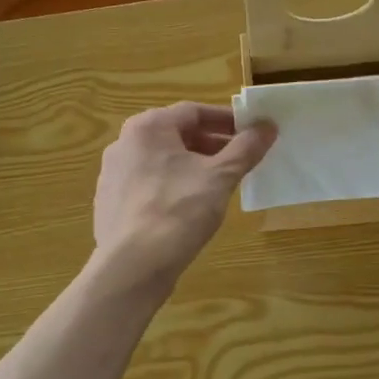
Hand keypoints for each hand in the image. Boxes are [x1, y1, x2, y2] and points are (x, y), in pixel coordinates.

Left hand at [92, 103, 275, 289]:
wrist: (132, 266)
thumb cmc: (178, 211)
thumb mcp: (220, 177)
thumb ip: (246, 148)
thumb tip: (267, 126)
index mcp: (148, 127)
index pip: (194, 112)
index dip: (227, 121)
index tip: (253, 133)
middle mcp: (124, 143)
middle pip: (177, 135)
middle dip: (212, 145)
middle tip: (242, 160)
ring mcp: (113, 174)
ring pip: (163, 161)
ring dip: (194, 166)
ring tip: (221, 185)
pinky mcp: (111, 203)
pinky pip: (149, 184)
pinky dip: (174, 187)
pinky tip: (191, 208)